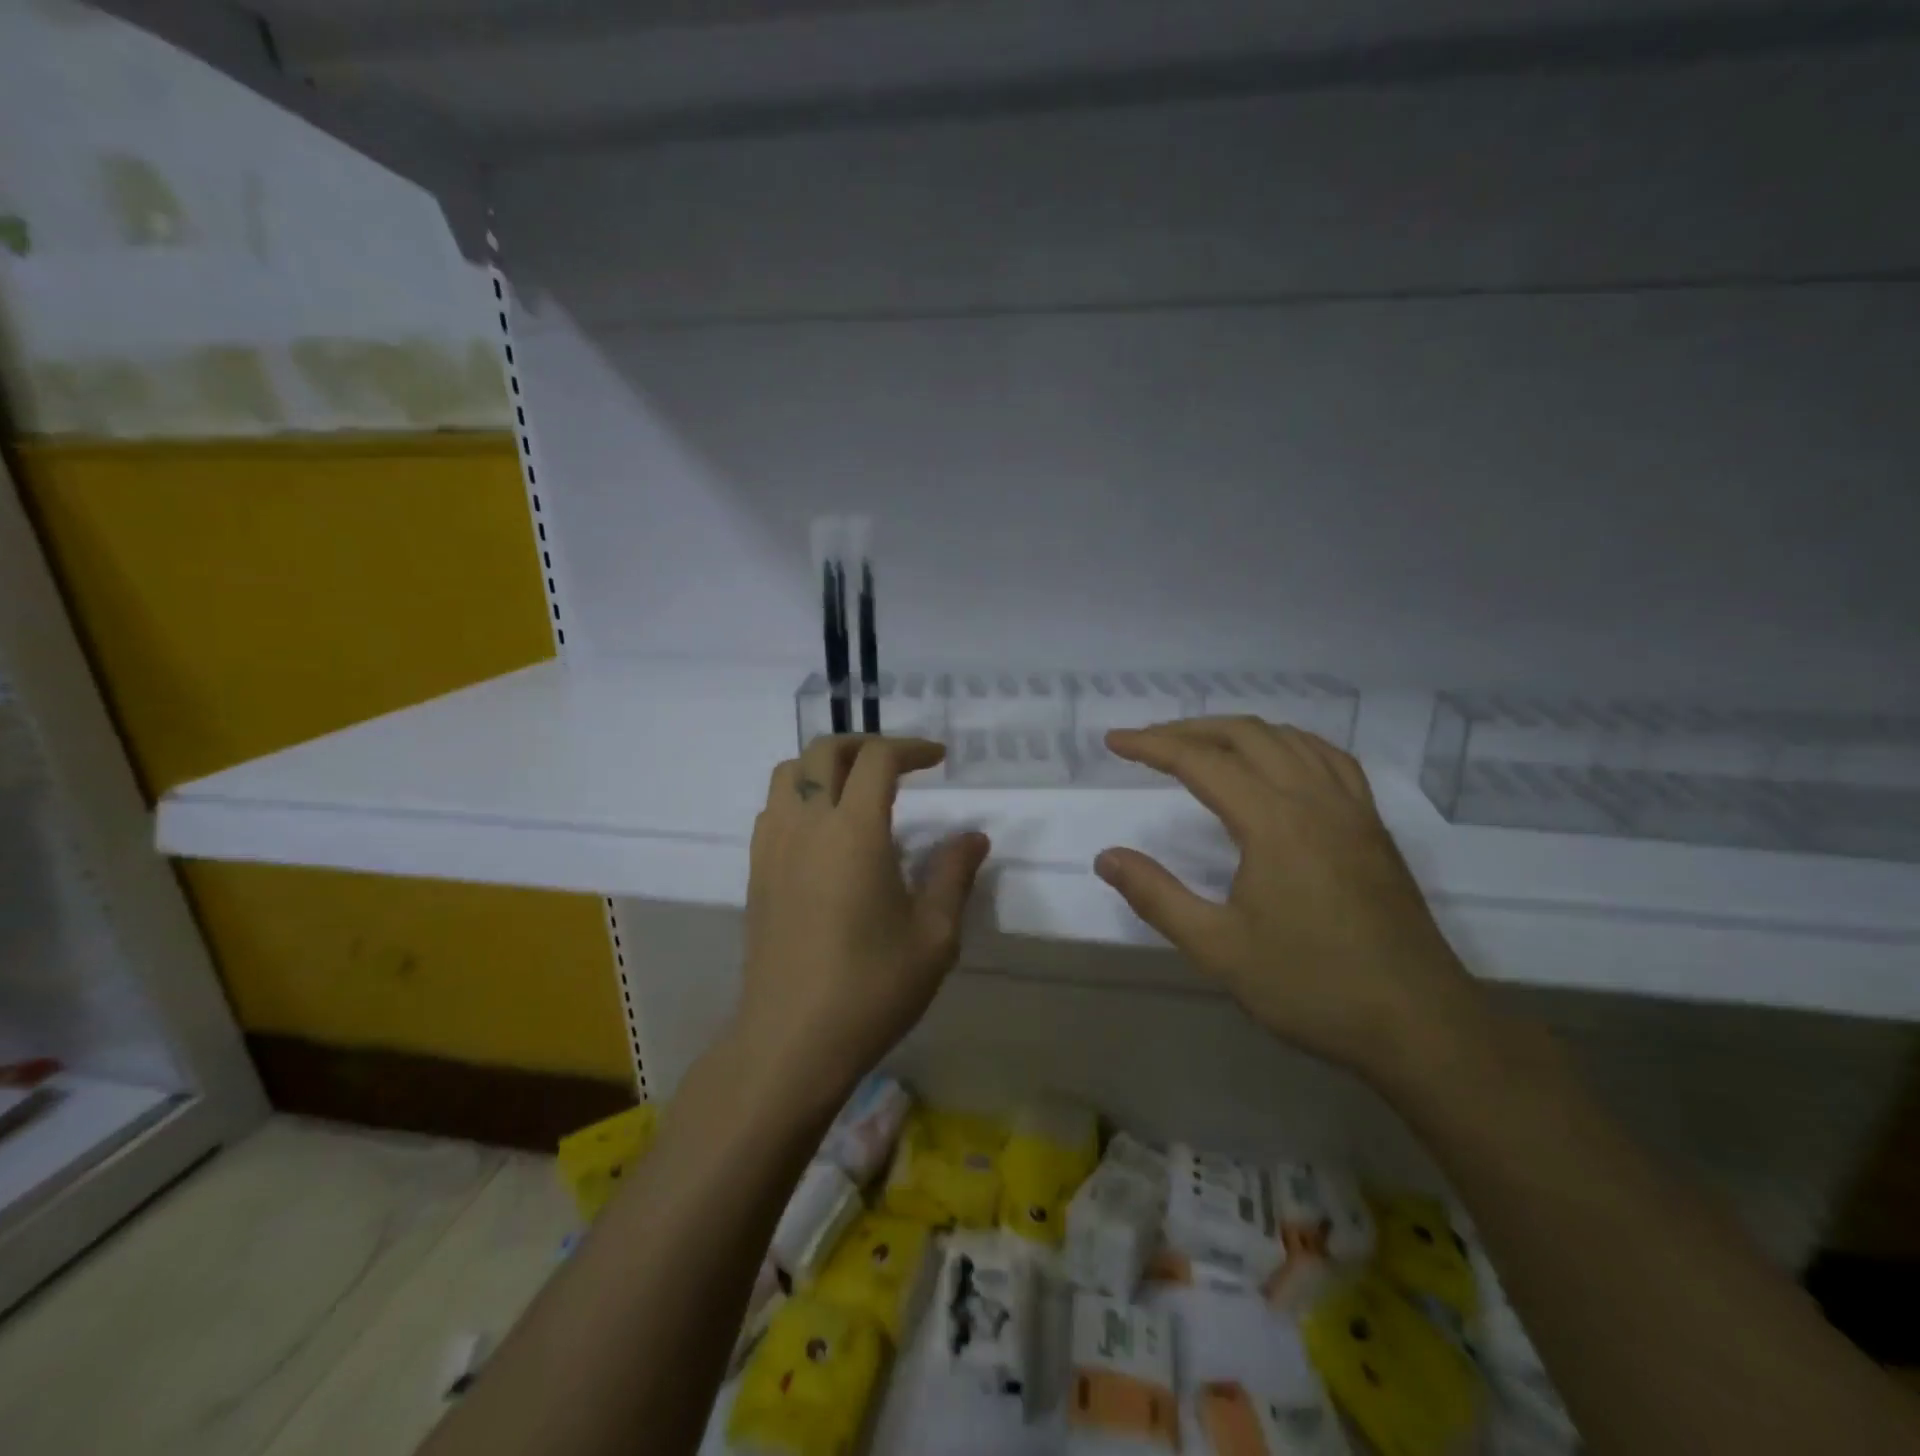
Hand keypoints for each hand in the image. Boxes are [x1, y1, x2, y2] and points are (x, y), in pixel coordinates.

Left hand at [737, 735, 989, 1108]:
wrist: (791, 1042)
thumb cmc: (871, 988)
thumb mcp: (934, 936)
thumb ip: (953, 875)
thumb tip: (973, 837)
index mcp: (854, 831)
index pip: (877, 758)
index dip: (910, 748)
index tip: (938, 760)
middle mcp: (806, 824)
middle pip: (824, 750)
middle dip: (865, 744)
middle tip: (899, 764)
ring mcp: (773, 847)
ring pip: (788, 772)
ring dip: (825, 765)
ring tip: (857, 789)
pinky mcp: (756, 872)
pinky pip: (773, 808)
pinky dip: (800, 795)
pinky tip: (824, 831)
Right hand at [1094, 718, 1481, 1081]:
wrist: (1421, 1025)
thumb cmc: (1312, 987)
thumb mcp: (1219, 949)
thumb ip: (1157, 897)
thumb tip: (1106, 857)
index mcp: (1274, 822)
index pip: (1202, 761)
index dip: (1152, 745)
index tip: (1114, 742)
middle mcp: (1314, 799)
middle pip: (1245, 734)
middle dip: (1189, 729)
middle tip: (1147, 741)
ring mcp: (1351, 809)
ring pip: (1289, 738)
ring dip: (1237, 731)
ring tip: (1201, 744)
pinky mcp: (1373, 826)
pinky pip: (1328, 758)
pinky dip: (1289, 743)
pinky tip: (1278, 761)